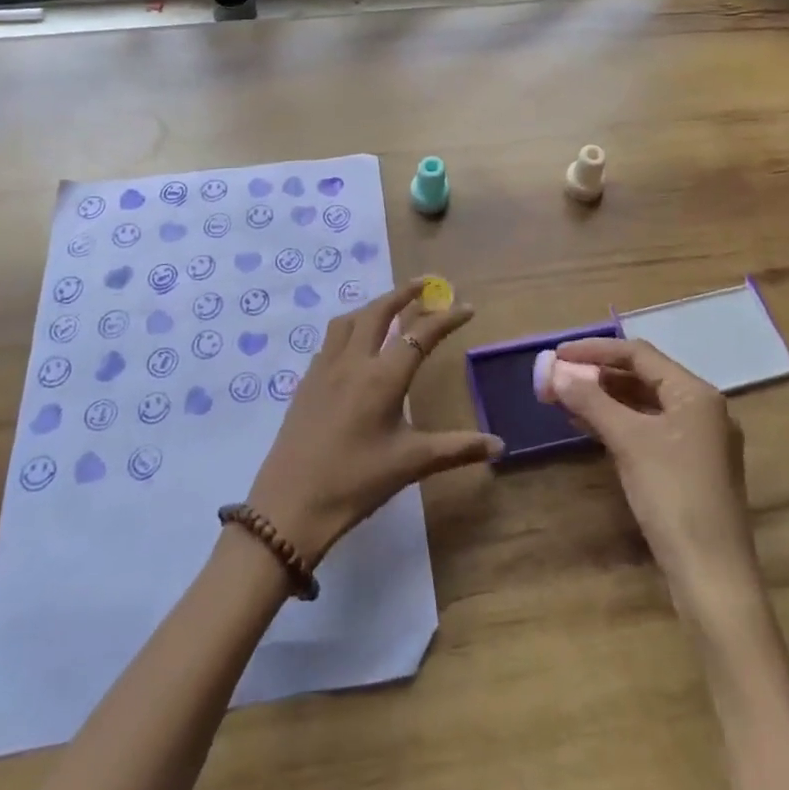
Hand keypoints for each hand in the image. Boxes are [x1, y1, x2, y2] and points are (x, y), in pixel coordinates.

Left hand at [246, 278, 502, 566]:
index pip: (421, 334)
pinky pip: (331, 340)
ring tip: (390, 307)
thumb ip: (457, 449)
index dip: (447, 317)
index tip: (467, 307)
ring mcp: (324, 368)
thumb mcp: (411, 464)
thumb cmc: (356, 483)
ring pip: (350, 319)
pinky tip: (355, 345)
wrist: (289, 506)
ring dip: (373, 306)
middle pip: (379, 311)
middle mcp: (353, 362)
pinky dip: (350, 328)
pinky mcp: (306, 381)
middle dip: (404, 293)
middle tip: (426, 284)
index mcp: (383, 377)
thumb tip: (499, 445)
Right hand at [553, 337, 758, 613]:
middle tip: (559, 378)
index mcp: (696, 394)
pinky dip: (619, 422)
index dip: (595, 350)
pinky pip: (650, 429)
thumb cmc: (673, 496)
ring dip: (606, 399)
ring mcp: (700, 440)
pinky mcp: (691, 467)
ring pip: (645, 404)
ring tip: (566, 400)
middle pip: (643, 377)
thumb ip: (591, 400)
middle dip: (598, 375)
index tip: (558, 354)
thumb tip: (556, 371)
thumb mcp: (628, 441)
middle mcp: (703, 409)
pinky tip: (590, 427)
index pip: (639, 354)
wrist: (712, 577)